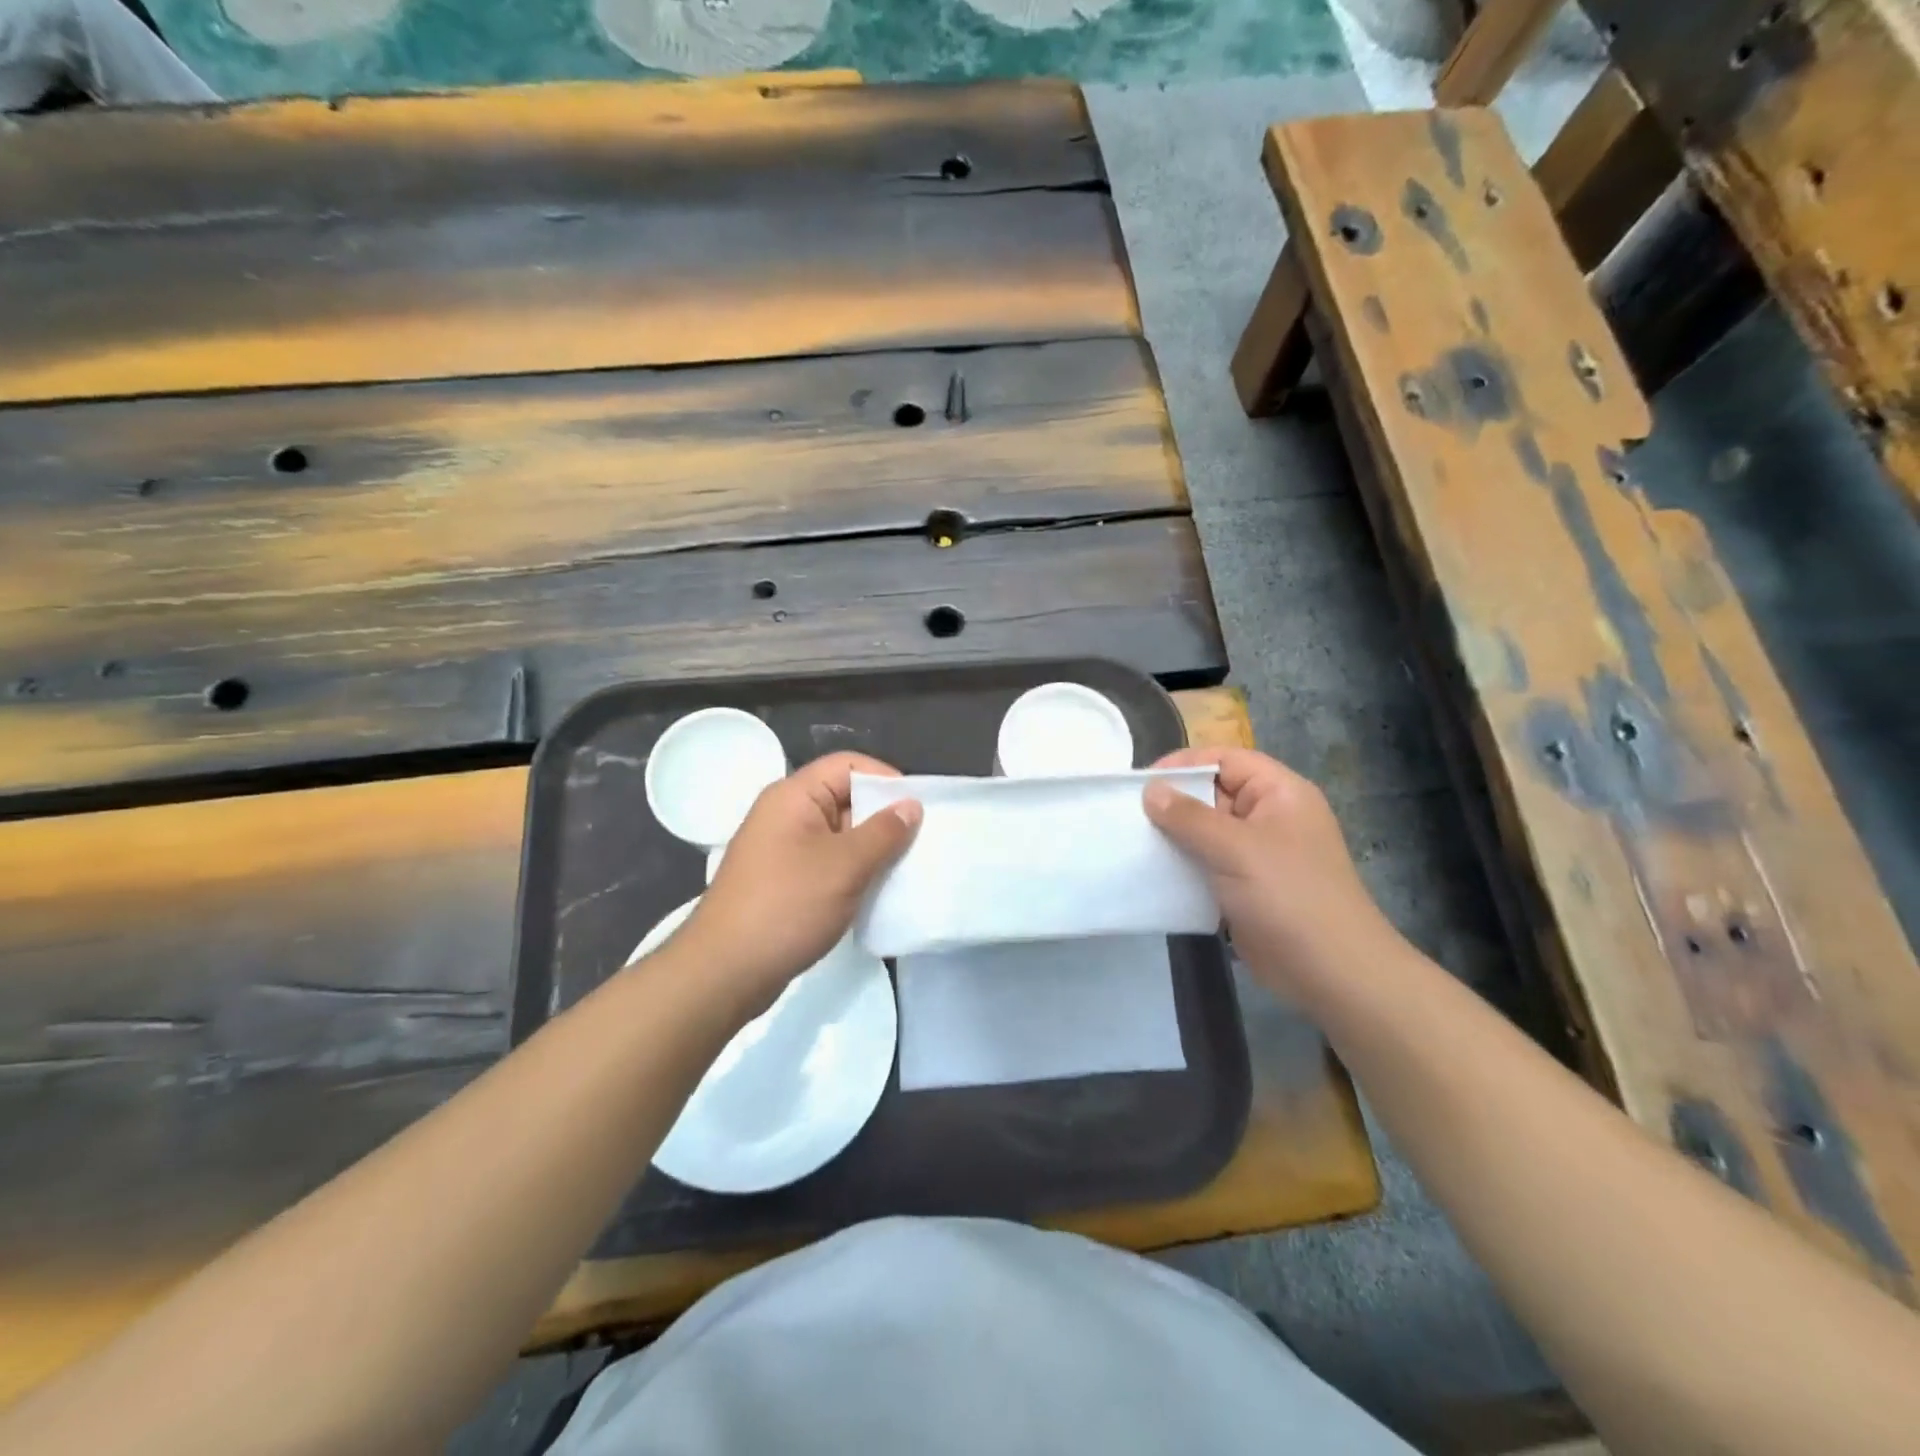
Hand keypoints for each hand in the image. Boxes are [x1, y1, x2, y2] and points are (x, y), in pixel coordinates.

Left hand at [677, 752, 920, 1013]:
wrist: (724, 972)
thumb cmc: (786, 906)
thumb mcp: (844, 866)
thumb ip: (883, 833)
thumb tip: (911, 805)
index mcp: (794, 796)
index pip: (848, 765)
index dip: (886, 779)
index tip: (919, 809)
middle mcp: (786, 814)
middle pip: (845, 798)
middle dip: (883, 817)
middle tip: (921, 842)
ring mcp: (783, 849)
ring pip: (839, 834)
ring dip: (872, 849)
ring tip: (906, 869)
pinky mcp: (784, 881)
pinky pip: (827, 863)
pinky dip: (853, 872)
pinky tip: (877, 893)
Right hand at [1143, 748, 1398, 995]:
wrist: (1331, 973)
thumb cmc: (1288, 896)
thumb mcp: (1236, 848)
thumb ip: (1189, 817)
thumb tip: (1150, 790)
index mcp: (1279, 793)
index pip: (1226, 760)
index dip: (1184, 764)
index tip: (1142, 781)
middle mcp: (1269, 817)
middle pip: (1213, 794)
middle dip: (1173, 802)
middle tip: (1128, 813)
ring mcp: (1257, 855)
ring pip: (1206, 832)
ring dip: (1173, 836)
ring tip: (1132, 841)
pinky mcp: (1245, 888)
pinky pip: (1207, 865)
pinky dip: (1182, 866)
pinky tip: (1151, 872)